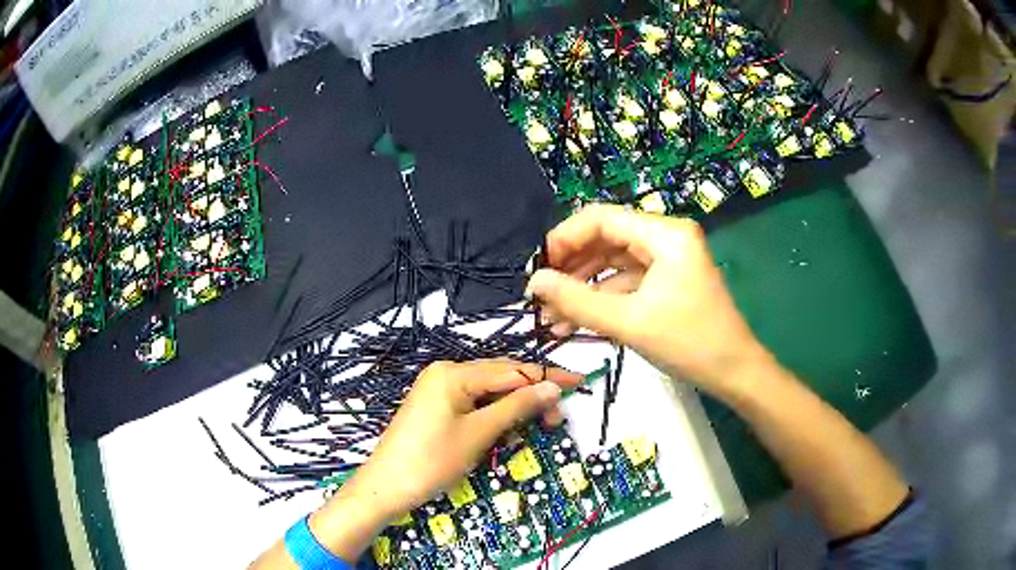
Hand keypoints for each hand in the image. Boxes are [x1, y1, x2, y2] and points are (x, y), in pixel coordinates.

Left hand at [253, 360, 577, 568]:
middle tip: (557, 418)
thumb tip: (552, 388)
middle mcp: (445, 372)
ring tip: (537, 425)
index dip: (548, 378)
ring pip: (488, 391)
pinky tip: (508, 426)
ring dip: (514, 406)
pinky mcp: (436, 406)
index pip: (512, 371)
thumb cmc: (432, 461)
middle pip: (500, 378)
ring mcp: (438, 389)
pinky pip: (473, 402)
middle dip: (531, 395)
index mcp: (453, 372)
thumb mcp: (478, 433)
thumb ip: (516, 406)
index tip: (580, 383)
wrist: (385, 486)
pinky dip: (494, 413)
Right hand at [526, 204, 768, 396]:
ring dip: (583, 286)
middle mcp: (666, 237)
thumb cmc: (689, 343)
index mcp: (664, 233)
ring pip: (613, 262)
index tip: (537, 269)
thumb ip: (577, 300)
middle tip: (540, 295)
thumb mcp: (629, 322)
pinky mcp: (666, 282)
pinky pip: (626, 282)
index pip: (601, 218)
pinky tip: (574, 320)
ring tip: (551, 314)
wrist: (734, 373)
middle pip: (606, 238)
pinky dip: (602, 298)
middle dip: (571, 267)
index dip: (564, 239)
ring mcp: (667, 260)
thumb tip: (534, 282)